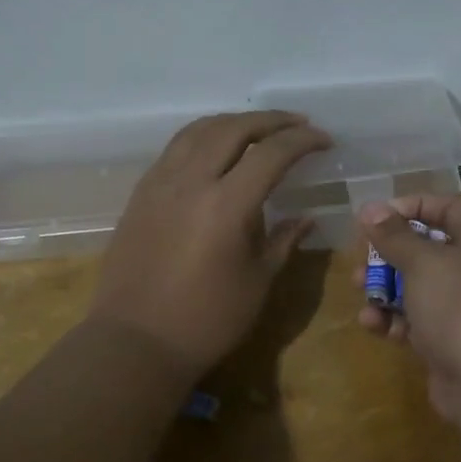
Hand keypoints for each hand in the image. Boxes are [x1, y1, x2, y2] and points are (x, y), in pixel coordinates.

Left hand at [90, 111, 330, 375]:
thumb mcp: (257, 281)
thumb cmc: (207, 320)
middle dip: (271, 120)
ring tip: (259, 129)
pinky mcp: (141, 193)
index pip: (271, 153)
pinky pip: (176, 148)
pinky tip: (216, 150)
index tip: (325, 141)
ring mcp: (160, 183)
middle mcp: (190, 181)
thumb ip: (282, 240)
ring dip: (234, 121)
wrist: (136, 341)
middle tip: (298, 125)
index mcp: (226, 205)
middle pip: (234, 128)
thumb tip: (305, 217)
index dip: (303, 141)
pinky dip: (204, 136)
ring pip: (199, 130)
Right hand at [354, 196, 460, 429]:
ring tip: (358, 290)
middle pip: (430, 248)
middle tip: (360, 256)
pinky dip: (395, 320)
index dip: (412, 205)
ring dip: (386, 287)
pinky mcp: (454, 343)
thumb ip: (394, 235)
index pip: (449, 207)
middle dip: (390, 252)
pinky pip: (420, 322)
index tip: (375, 216)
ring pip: (421, 287)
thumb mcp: (424, 263)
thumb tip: (370, 208)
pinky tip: (371, 324)